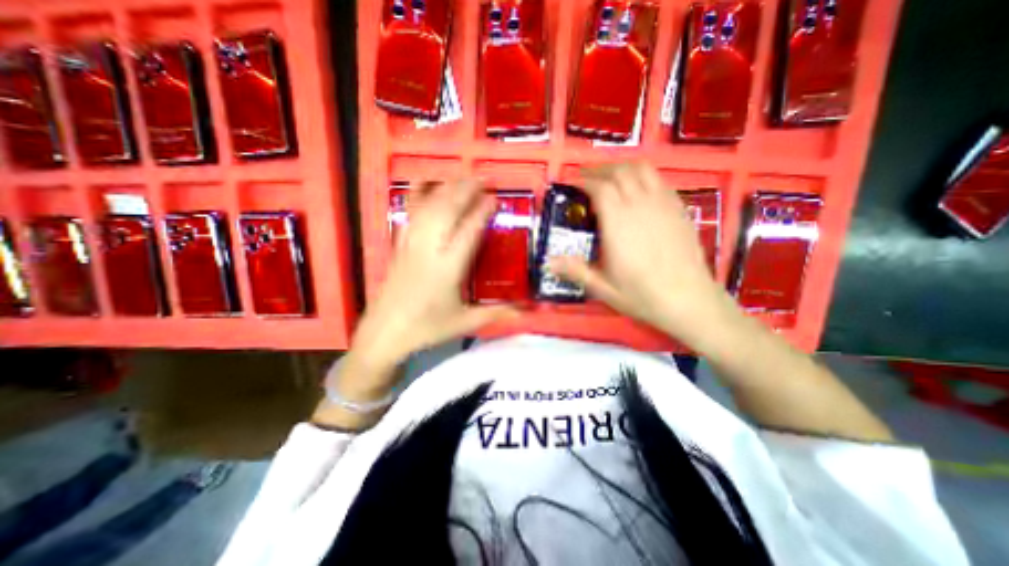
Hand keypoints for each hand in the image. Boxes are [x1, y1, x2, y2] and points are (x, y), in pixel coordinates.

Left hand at [349, 178, 518, 378]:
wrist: (384, 333)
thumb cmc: (426, 328)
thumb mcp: (465, 322)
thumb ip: (496, 314)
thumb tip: (525, 313)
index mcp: (448, 267)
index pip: (468, 231)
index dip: (482, 211)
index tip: (495, 198)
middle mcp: (429, 249)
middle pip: (447, 210)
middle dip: (465, 190)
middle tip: (482, 177)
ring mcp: (411, 244)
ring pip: (429, 208)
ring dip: (446, 188)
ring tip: (461, 176)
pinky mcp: (400, 245)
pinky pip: (410, 214)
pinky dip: (417, 195)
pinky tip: (422, 182)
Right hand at [551, 161, 733, 341]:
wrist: (689, 299)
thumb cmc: (642, 295)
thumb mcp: (603, 288)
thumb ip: (575, 271)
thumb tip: (548, 262)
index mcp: (618, 223)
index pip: (600, 188)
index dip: (584, 181)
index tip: (573, 183)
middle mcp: (640, 205)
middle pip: (620, 172)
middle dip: (600, 170)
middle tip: (587, 178)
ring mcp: (663, 204)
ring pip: (642, 170)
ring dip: (622, 167)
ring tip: (611, 177)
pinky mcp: (679, 208)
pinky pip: (659, 180)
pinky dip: (643, 176)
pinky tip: (638, 189)